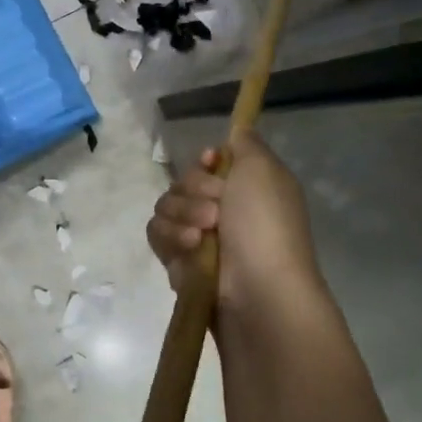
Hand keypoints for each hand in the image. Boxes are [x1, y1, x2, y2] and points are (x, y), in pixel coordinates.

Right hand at [147, 134, 323, 316]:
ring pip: (166, 206)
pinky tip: (189, 250)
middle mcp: (222, 210)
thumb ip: (246, 144)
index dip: (206, 161)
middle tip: (216, 211)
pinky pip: (157, 233)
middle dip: (194, 191)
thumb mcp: (264, 170)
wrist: (257, 291)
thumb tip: (238, 130)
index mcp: (246, 188)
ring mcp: (198, 236)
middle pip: (183, 181)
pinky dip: (171, 237)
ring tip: (202, 237)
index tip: (212, 163)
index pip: (210, 162)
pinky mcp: (178, 261)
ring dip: (182, 215)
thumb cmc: (265, 226)